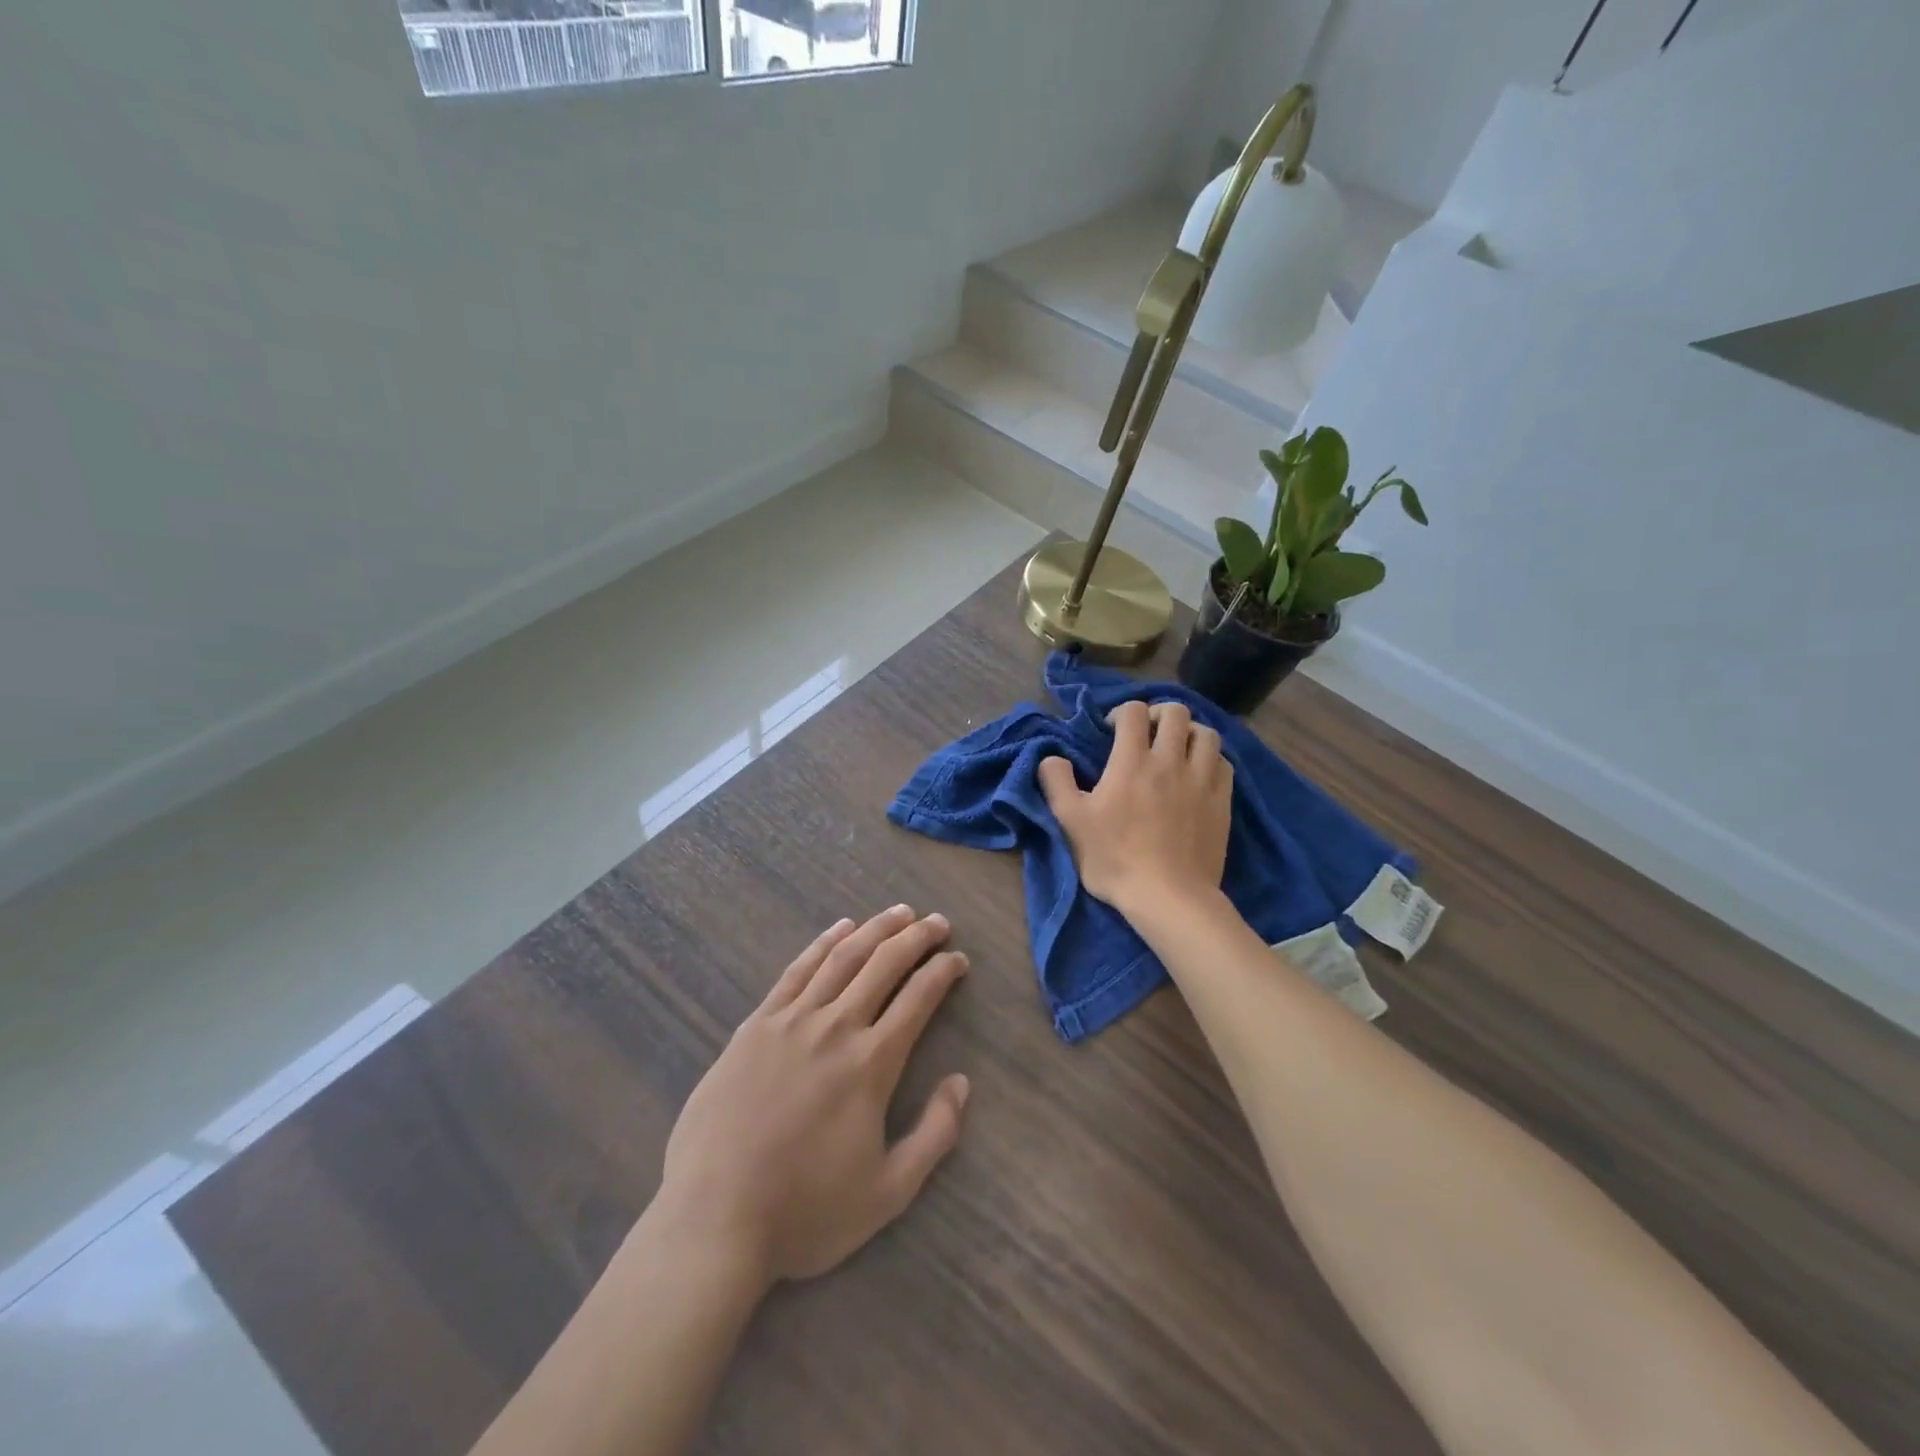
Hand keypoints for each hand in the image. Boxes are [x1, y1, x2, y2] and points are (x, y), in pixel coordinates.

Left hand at [653, 906, 970, 1286]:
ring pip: (843, 958)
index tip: (958, 959)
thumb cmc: (805, 1210)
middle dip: (916, 937)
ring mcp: (791, 1021)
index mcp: (871, 1063)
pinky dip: (823, 943)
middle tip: (938, 921)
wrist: (713, 1220)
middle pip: (884, 964)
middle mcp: (835, 1027)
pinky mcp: (755, 1025)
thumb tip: (961, 1082)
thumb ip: (934, 1134)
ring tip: (899, 913)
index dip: (943, 971)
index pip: (918, 998)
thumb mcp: (888, 1192)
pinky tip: (841, 928)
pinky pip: (797, 971)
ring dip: (876, 930)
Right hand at [1038, 700, 1232, 921]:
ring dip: (1189, 732)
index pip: (1134, 712)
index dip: (1122, 713)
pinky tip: (1199, 772)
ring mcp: (1202, 780)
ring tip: (1176, 749)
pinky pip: (1224, 762)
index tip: (1112, 732)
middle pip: (1176, 713)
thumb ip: (1056, 782)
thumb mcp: (1071, 822)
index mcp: (1132, 761)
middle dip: (1158, 714)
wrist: (1169, 897)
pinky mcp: (1222, 801)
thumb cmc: (1115, 859)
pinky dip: (1211, 758)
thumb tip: (1052, 758)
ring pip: (1206, 733)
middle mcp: (1171, 761)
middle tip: (1146, 734)